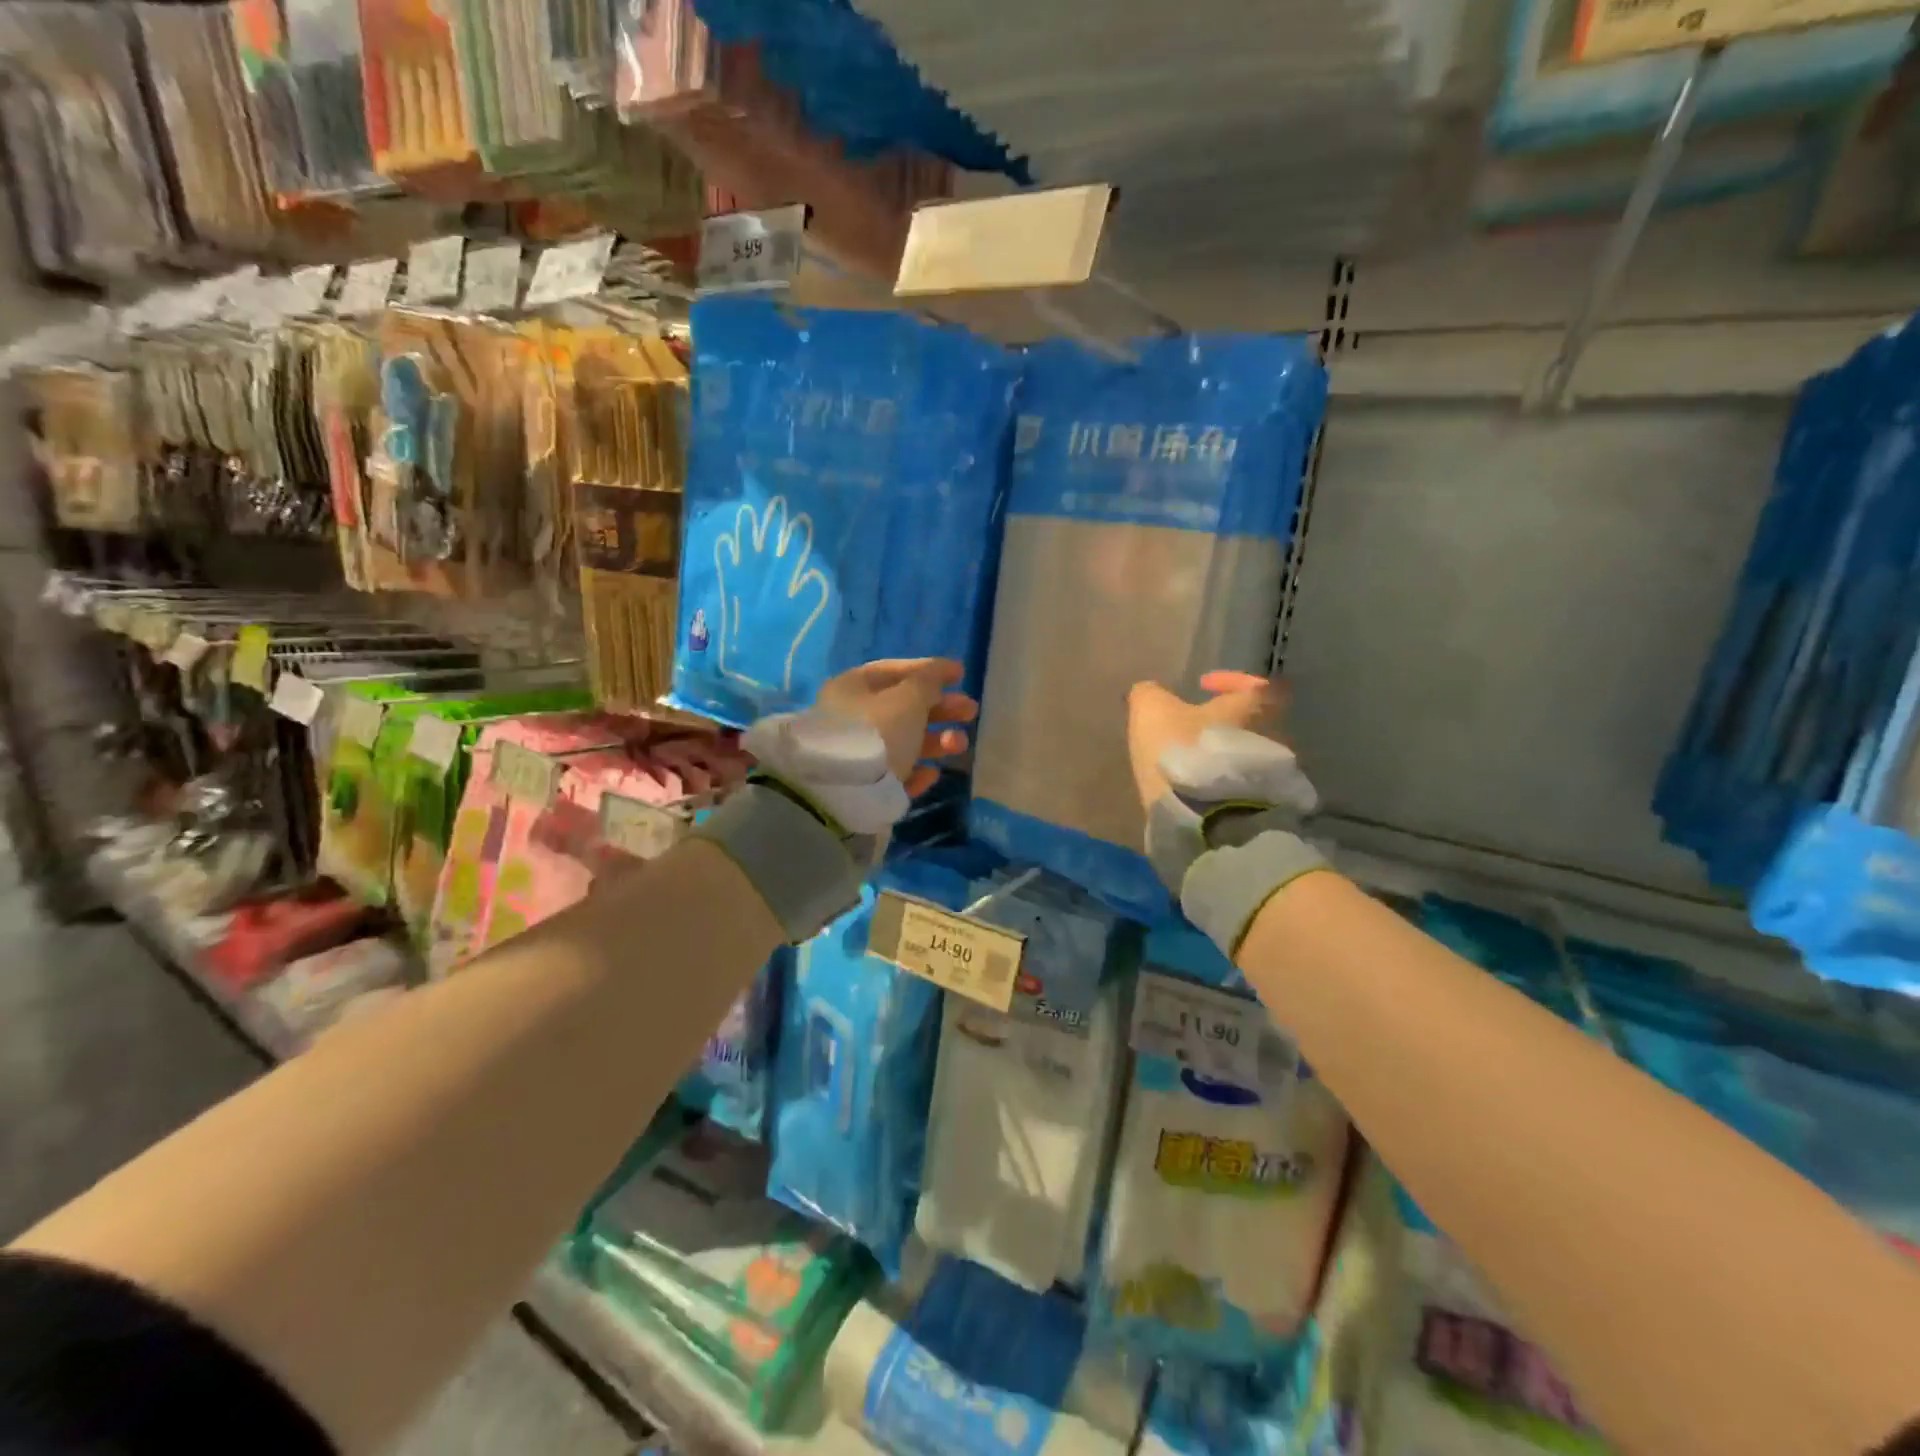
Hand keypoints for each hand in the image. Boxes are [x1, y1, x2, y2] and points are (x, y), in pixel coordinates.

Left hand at [815, 658, 977, 797]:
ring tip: (959, 745)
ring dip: (937, 740)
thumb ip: (928, 682)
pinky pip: (896, 772)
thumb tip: (936, 675)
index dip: (929, 669)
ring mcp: (857, 753)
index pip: (895, 670)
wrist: (845, 795)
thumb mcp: (908, 698)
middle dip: (941, 708)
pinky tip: (932, 774)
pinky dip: (917, 771)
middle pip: (904, 707)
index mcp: (853, 687)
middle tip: (971, 711)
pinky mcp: (865, 786)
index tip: (961, 674)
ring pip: (904, 741)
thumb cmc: (878, 732)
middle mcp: (851, 717)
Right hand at [1127, 671, 1283, 809]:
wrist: (1205, 820)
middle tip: (1197, 727)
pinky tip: (1203, 787)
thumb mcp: (1151, 711)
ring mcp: (1276, 773)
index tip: (1202, 687)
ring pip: (1253, 752)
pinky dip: (1230, 780)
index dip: (1230, 681)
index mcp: (1253, 705)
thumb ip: (1150, 693)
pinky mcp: (1268, 805)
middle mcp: (1276, 734)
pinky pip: (1251, 783)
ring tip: (1197, 760)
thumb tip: (1152, 693)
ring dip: (1228, 752)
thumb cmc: (1182, 752)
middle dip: (1229, 721)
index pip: (1258, 682)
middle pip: (1258, 720)